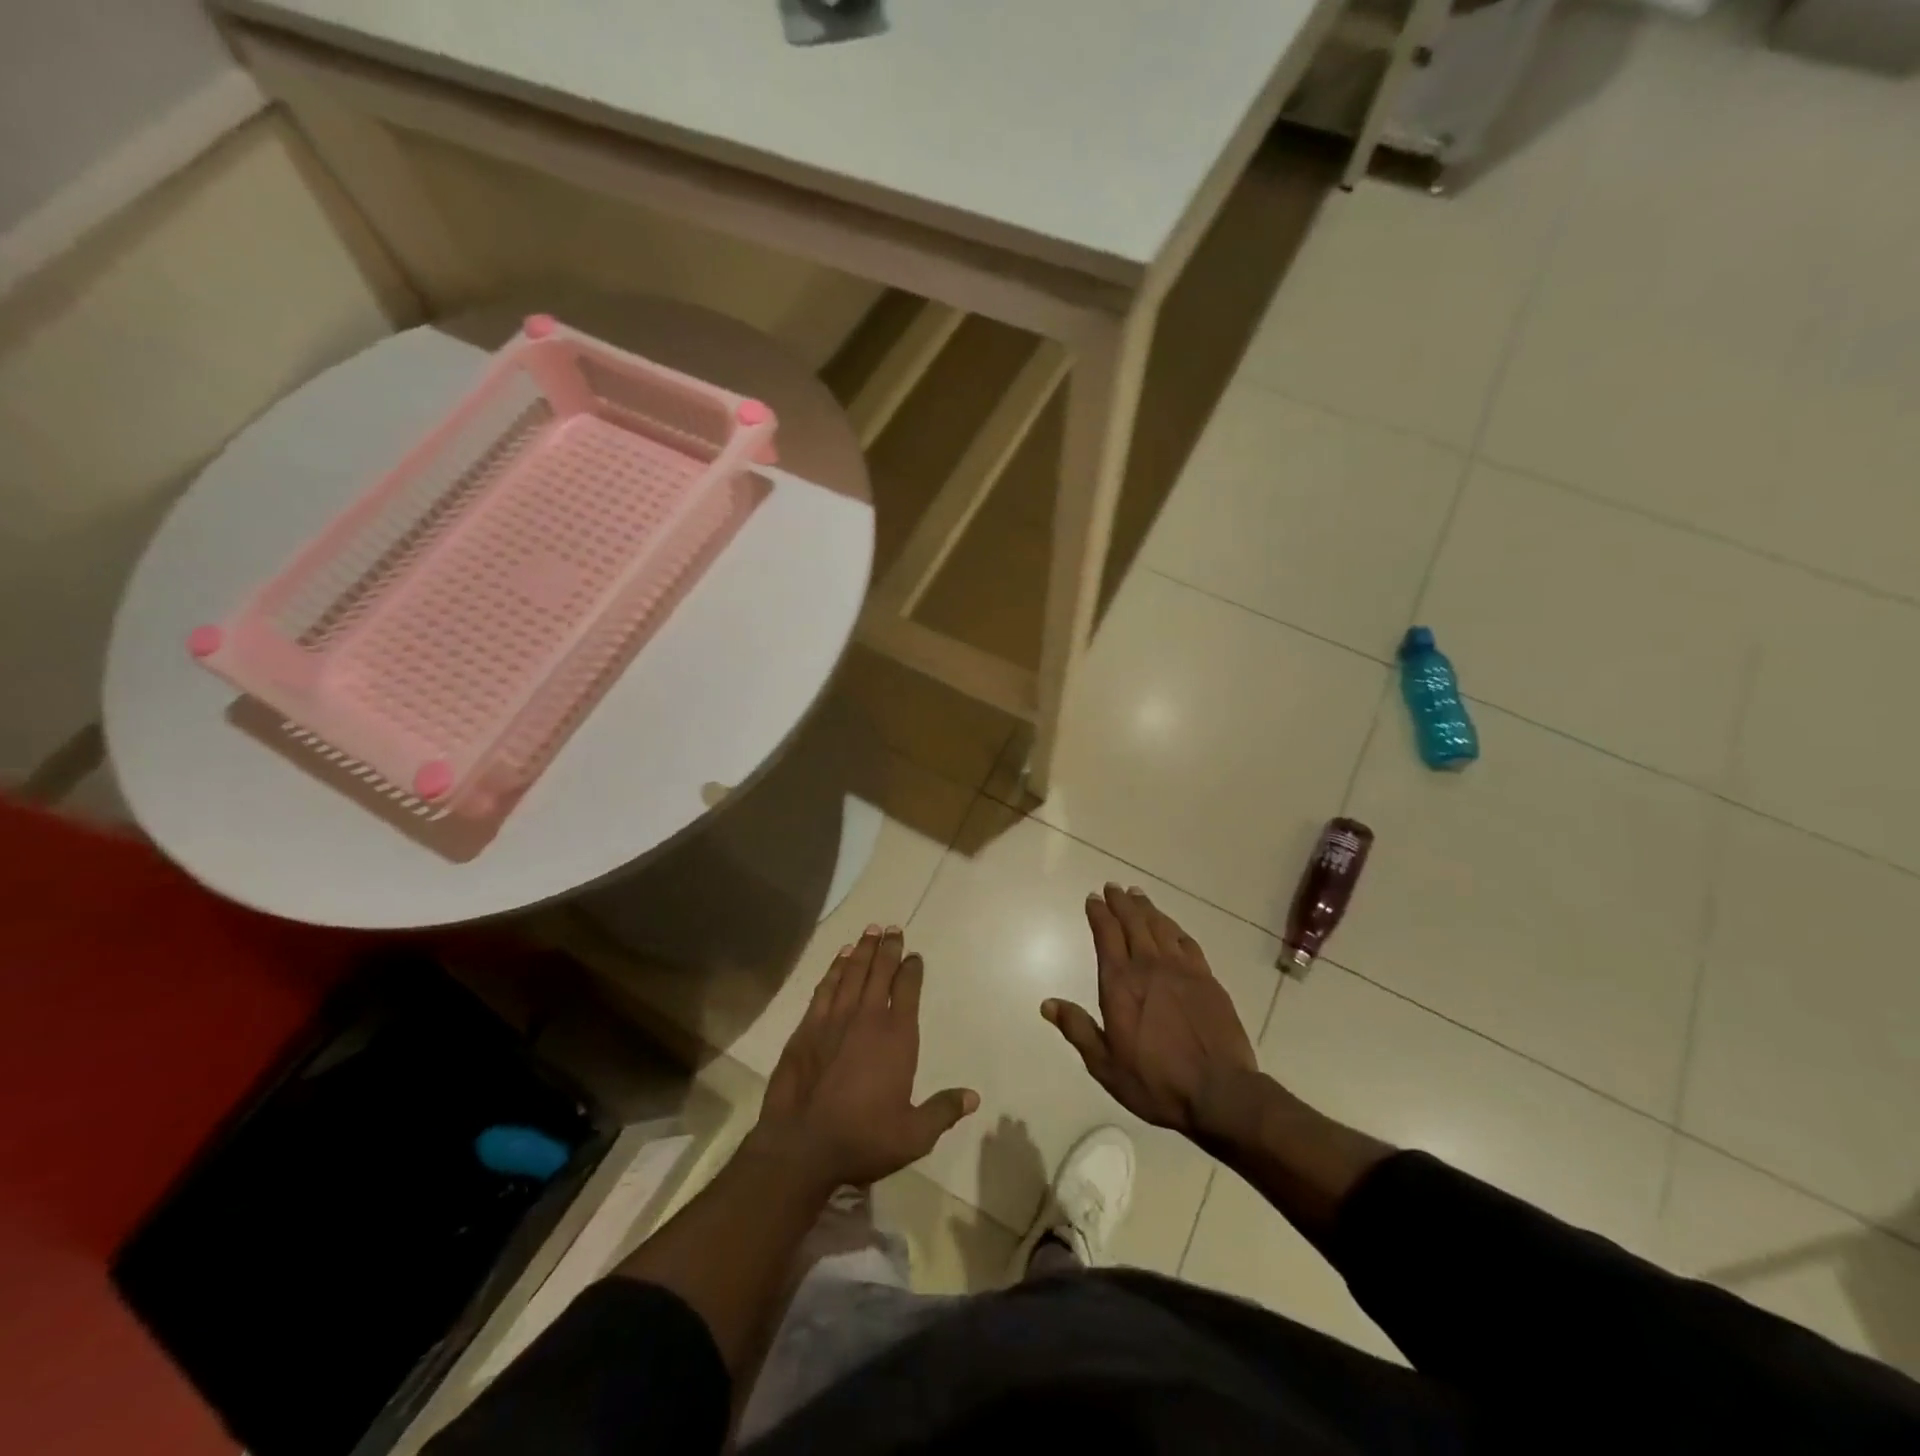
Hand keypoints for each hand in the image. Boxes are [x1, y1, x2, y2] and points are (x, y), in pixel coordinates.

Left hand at [757, 926, 978, 1188]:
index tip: (915, 955)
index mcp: (897, 1037)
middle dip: (888, 949)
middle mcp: (867, 1018)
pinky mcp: (807, 1028)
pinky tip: (839, 958)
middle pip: (880, 972)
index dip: (912, 969)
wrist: (802, 1147)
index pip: (907, 990)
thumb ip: (943, 1111)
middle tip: (892, 929)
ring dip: (862, 950)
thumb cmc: (863, 1139)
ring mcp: (834, 1020)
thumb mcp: (914, 1135)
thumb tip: (973, 1097)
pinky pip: (825, 988)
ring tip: (870, 931)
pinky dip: (834, 969)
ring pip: (851, 973)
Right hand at [1043, 885, 1258, 1136]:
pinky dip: (1174, 928)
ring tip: (1137, 895)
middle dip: (1120, 902)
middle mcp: (1149, 966)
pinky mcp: (1207, 979)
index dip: (1099, 913)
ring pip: (1160, 926)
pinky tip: (1170, 925)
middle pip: (1133, 922)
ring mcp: (1181, 970)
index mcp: (1120, 984)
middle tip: (1113, 887)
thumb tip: (1047, 1004)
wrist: (1219, 1092)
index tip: (1093, 898)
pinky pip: (1187, 942)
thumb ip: (1077, 1029)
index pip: (1106, 935)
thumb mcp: (1105, 1064)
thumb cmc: (1155, 1081)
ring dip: (1146, 908)